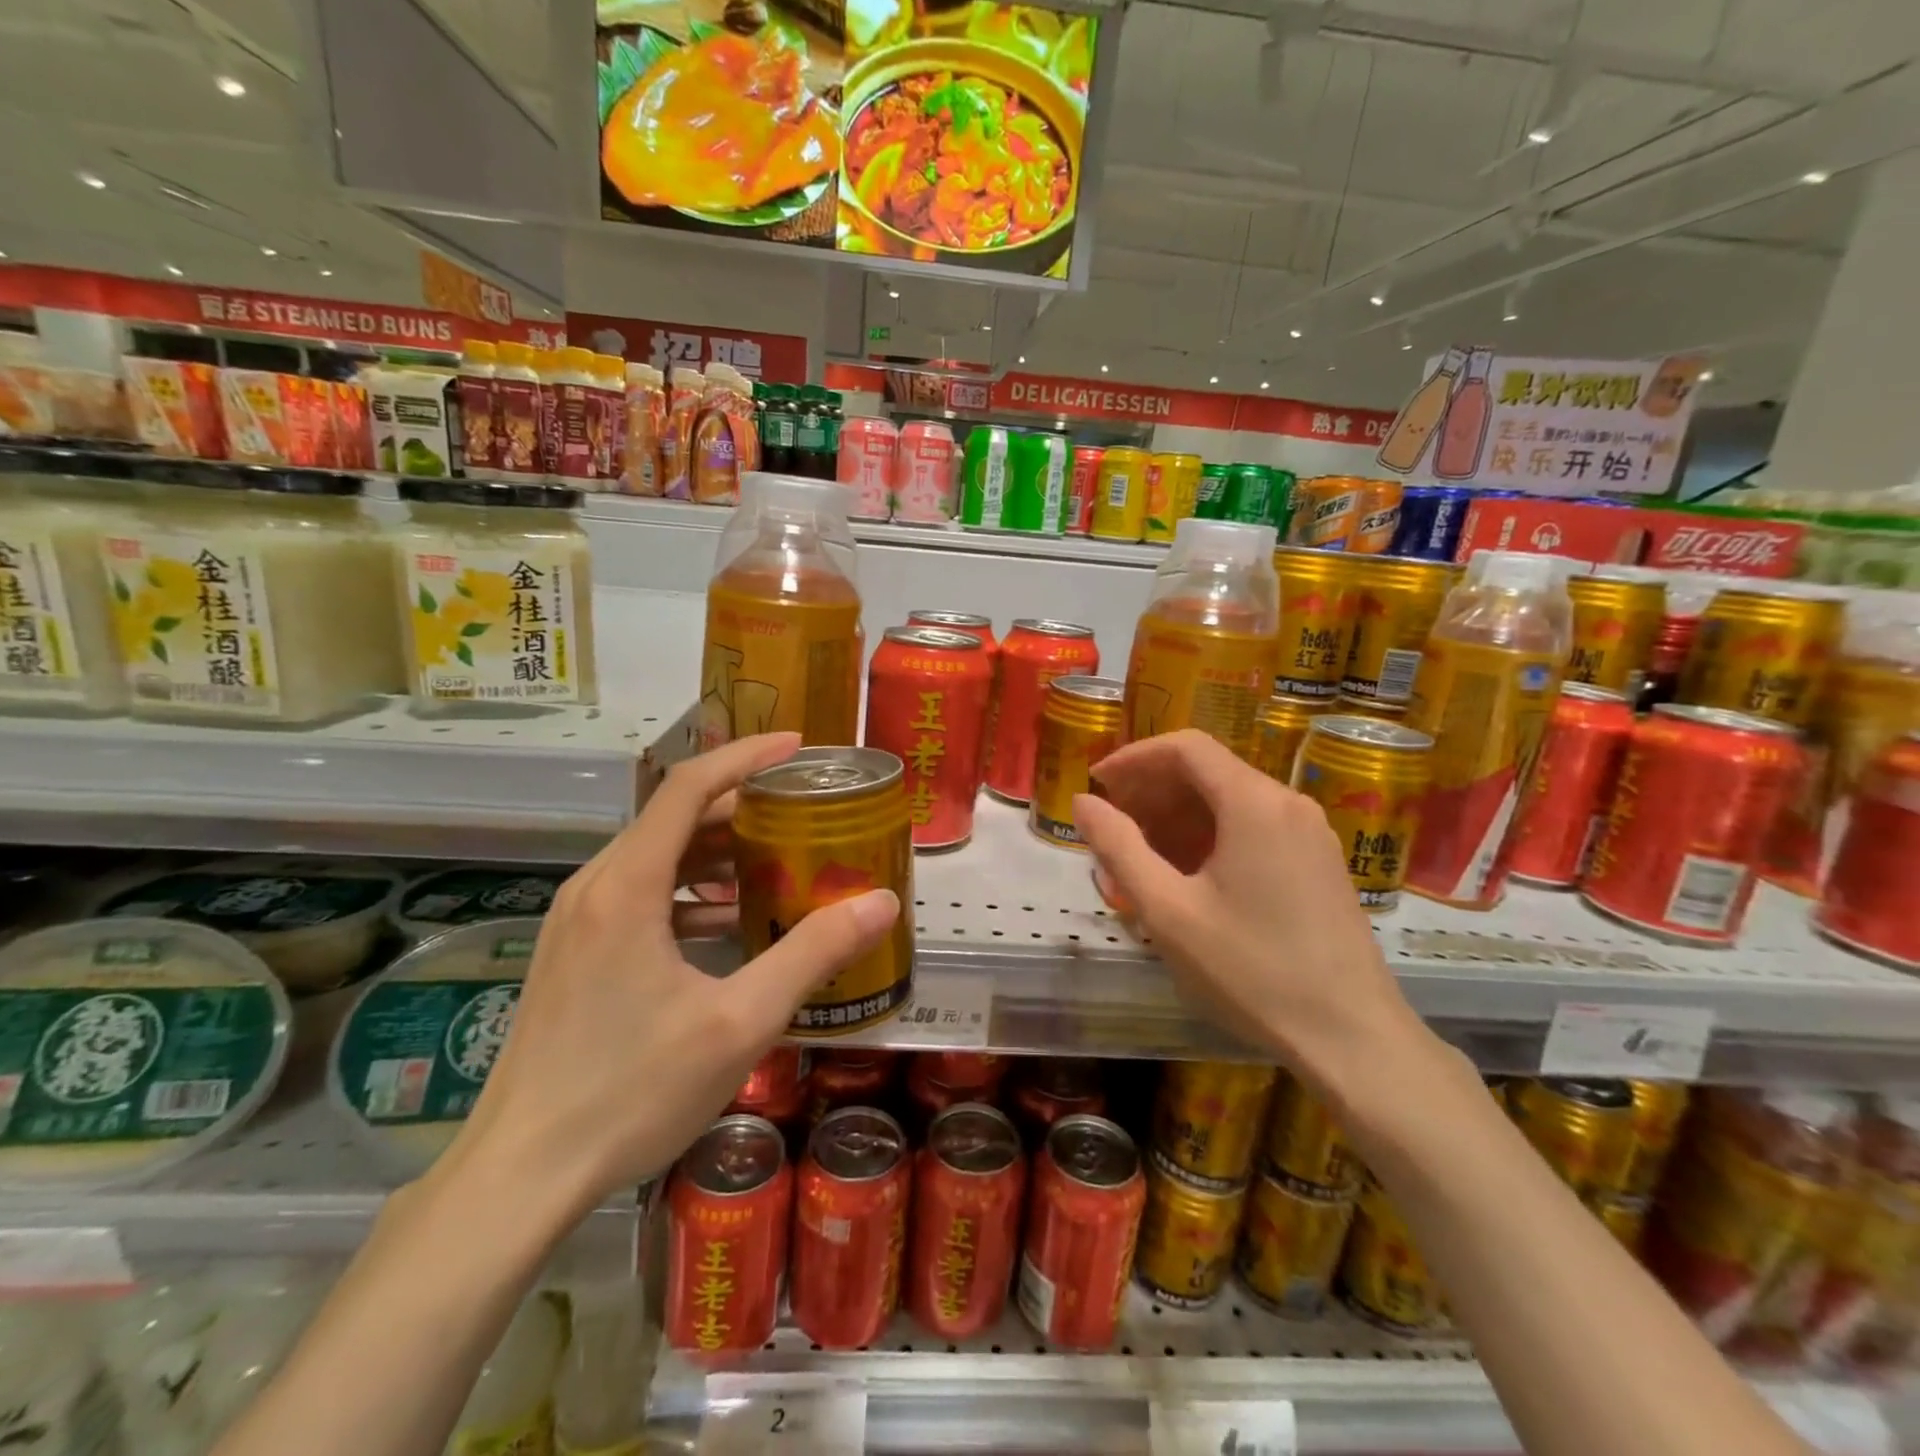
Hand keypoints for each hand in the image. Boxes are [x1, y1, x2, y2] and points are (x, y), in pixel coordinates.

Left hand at [448, 733, 899, 1216]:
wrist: (520, 1175)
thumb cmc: (631, 1091)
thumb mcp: (740, 1021)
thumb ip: (812, 953)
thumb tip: (880, 902)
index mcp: (628, 885)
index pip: (689, 786)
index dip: (746, 755)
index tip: (798, 746)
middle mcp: (596, 886)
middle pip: (675, 817)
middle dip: (743, 805)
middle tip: (803, 812)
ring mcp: (579, 921)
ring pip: (657, 856)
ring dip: (718, 850)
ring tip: (778, 861)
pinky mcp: (575, 952)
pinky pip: (641, 893)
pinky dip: (691, 889)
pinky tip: (730, 923)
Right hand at [1073, 729, 1423, 1095]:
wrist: (1351, 1037)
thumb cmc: (1251, 971)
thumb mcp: (1168, 911)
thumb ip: (1119, 848)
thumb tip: (1083, 802)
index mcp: (1253, 803)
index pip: (1185, 747)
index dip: (1134, 757)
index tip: (1098, 783)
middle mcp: (1287, 803)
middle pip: (1208, 771)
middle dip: (1152, 790)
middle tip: (1111, 824)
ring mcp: (1310, 833)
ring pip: (1230, 801)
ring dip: (1178, 817)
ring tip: (1139, 856)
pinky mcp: (1318, 862)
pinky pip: (1254, 827)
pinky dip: (1211, 837)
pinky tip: (1186, 876)